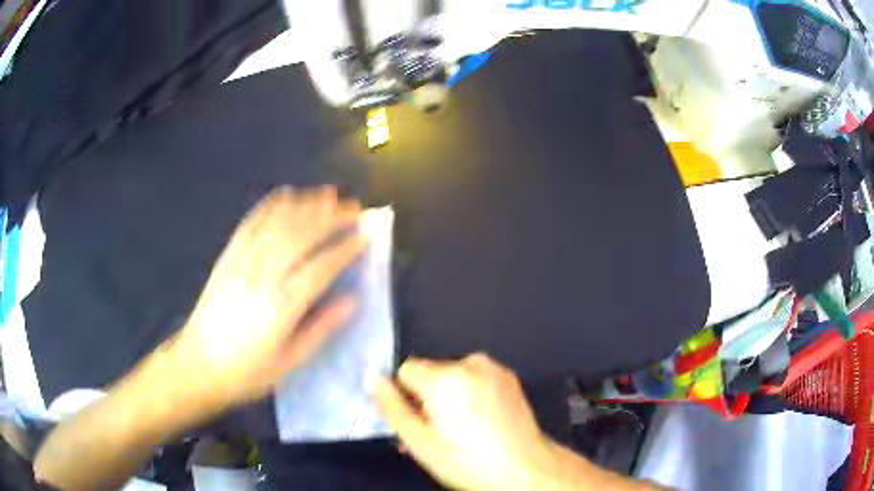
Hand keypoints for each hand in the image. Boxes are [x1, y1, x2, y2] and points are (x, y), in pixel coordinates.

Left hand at [168, 186, 364, 410]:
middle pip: (301, 236)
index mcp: (281, 306)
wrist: (197, 366)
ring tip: (328, 195)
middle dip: (331, 218)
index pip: (320, 267)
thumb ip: (320, 329)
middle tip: (354, 208)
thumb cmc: (246, 372)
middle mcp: (262, 276)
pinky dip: (269, 206)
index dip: (344, 249)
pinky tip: (284, 195)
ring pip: (277, 223)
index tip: (364, 235)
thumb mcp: (289, 363)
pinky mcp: (227, 257)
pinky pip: (250, 224)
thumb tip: (351, 301)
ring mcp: (242, 263)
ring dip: (305, 205)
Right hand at [374, 354, 552, 490]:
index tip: (417, 420)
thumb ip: (392, 408)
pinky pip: (473, 378)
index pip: (404, 370)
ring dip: (447, 397)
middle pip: (429, 373)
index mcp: (446, 379)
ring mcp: (493, 368)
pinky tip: (479, 421)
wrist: (528, 469)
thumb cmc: (470, 463)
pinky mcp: (508, 376)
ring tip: (459, 430)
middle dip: (426, 398)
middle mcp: (470, 363)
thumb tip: (373, 379)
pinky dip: (468, 394)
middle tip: (436, 432)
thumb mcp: (421, 444)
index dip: (405, 397)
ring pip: (451, 376)